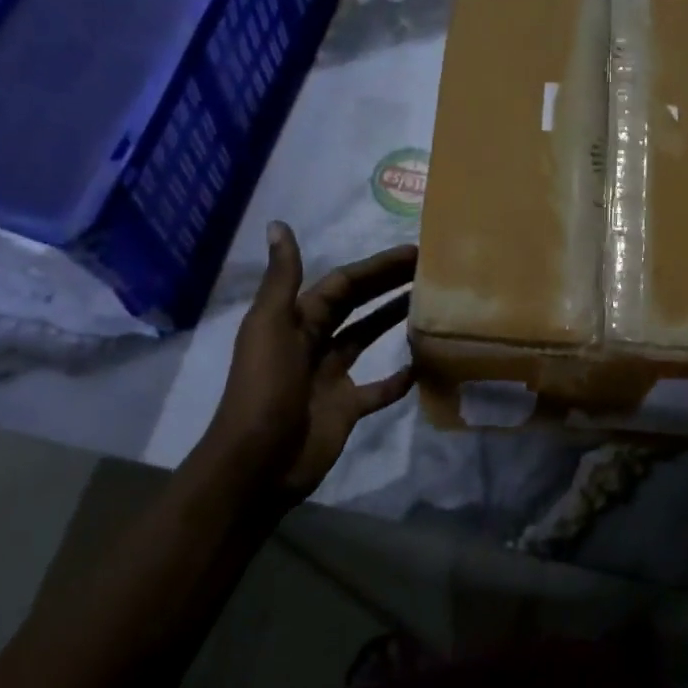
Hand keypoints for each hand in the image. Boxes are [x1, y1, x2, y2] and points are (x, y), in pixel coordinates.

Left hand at [194, 223, 415, 501]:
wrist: (257, 463)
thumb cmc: (266, 389)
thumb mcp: (270, 327)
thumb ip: (282, 278)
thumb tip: (278, 224)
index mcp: (297, 320)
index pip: (342, 283)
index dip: (376, 267)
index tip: (414, 253)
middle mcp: (314, 342)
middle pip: (357, 305)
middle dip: (388, 285)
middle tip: (430, 271)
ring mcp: (331, 377)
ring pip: (367, 339)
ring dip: (393, 321)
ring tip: (429, 305)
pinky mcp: (345, 408)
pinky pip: (378, 389)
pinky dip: (398, 379)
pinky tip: (421, 367)